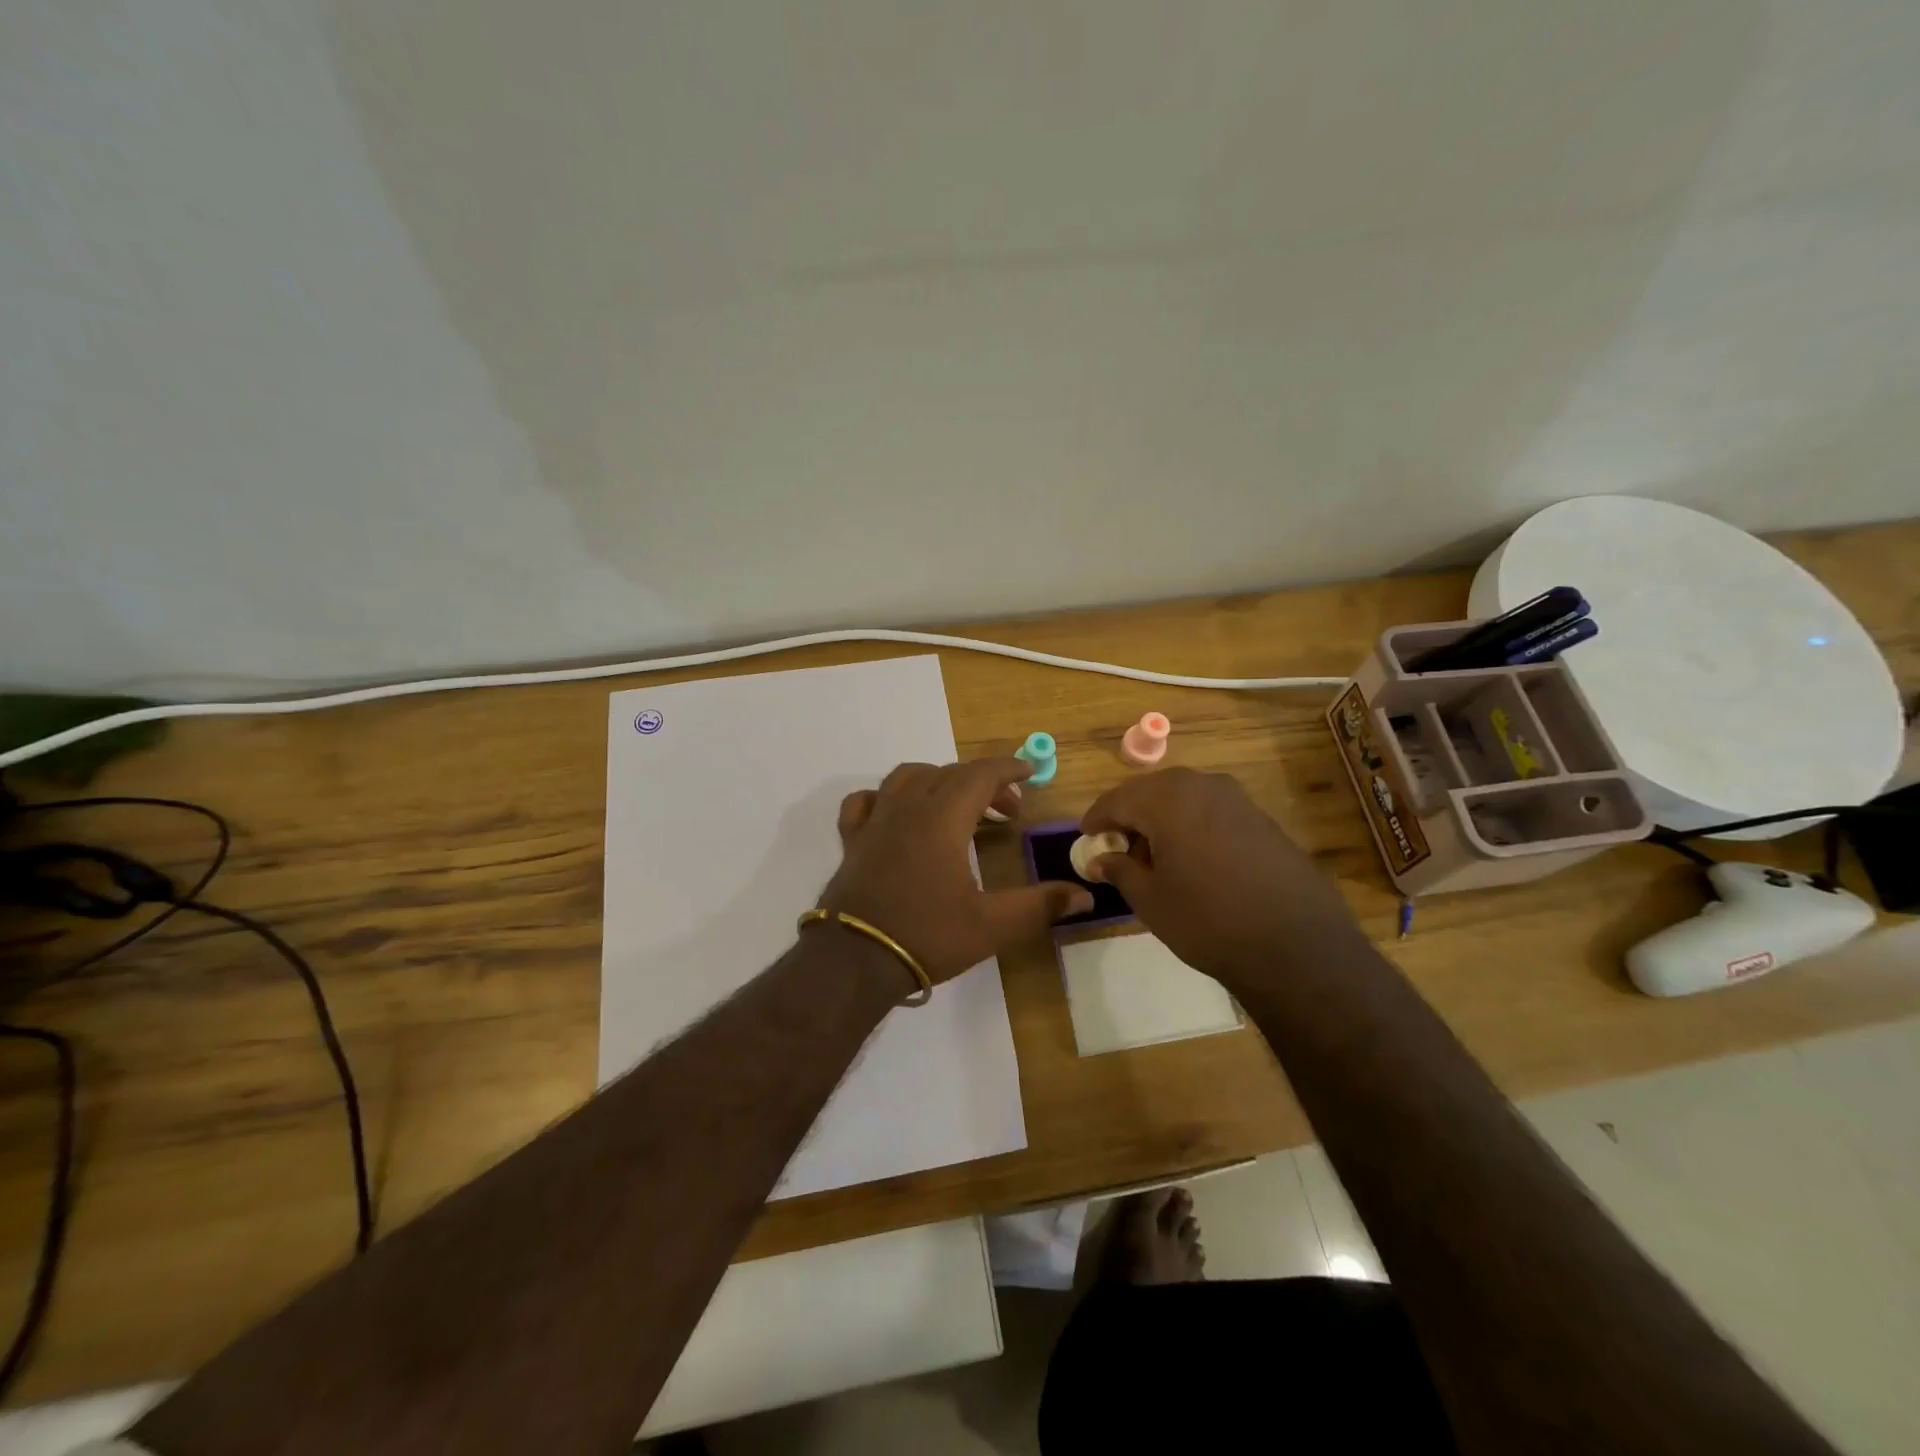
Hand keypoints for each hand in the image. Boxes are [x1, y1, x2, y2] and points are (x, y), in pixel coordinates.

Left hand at [820, 759, 1093, 984]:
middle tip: (1008, 811)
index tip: (1030, 772)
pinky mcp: (852, 839)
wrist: (855, 960)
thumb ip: (1040, 906)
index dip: (1008, 769)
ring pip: (908, 777)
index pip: (979, 775)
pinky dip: (888, 797)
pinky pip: (867, 800)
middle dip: (984, 783)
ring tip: (958, 804)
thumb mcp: (992, 925)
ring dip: (939, 781)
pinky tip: (897, 813)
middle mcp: (908, 807)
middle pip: (949, 774)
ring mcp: (875, 821)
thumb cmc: (927, 936)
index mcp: (943, 818)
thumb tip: (1085, 895)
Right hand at [1081, 768, 1357, 986]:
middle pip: (1152, 792)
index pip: (1118, 799)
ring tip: (1153, 855)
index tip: (1086, 836)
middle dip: (1130, 815)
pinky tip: (1192, 859)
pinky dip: (1192, 826)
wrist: (1295, 945)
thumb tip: (1101, 860)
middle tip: (1117, 846)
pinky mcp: (1262, 819)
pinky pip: (1212, 811)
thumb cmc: (1207, 920)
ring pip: (1184, 799)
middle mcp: (1203, 786)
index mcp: (1168, 799)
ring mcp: (1238, 800)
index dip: (1097, 818)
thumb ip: (1120, 871)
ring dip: (1162, 819)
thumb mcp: (1150, 900)